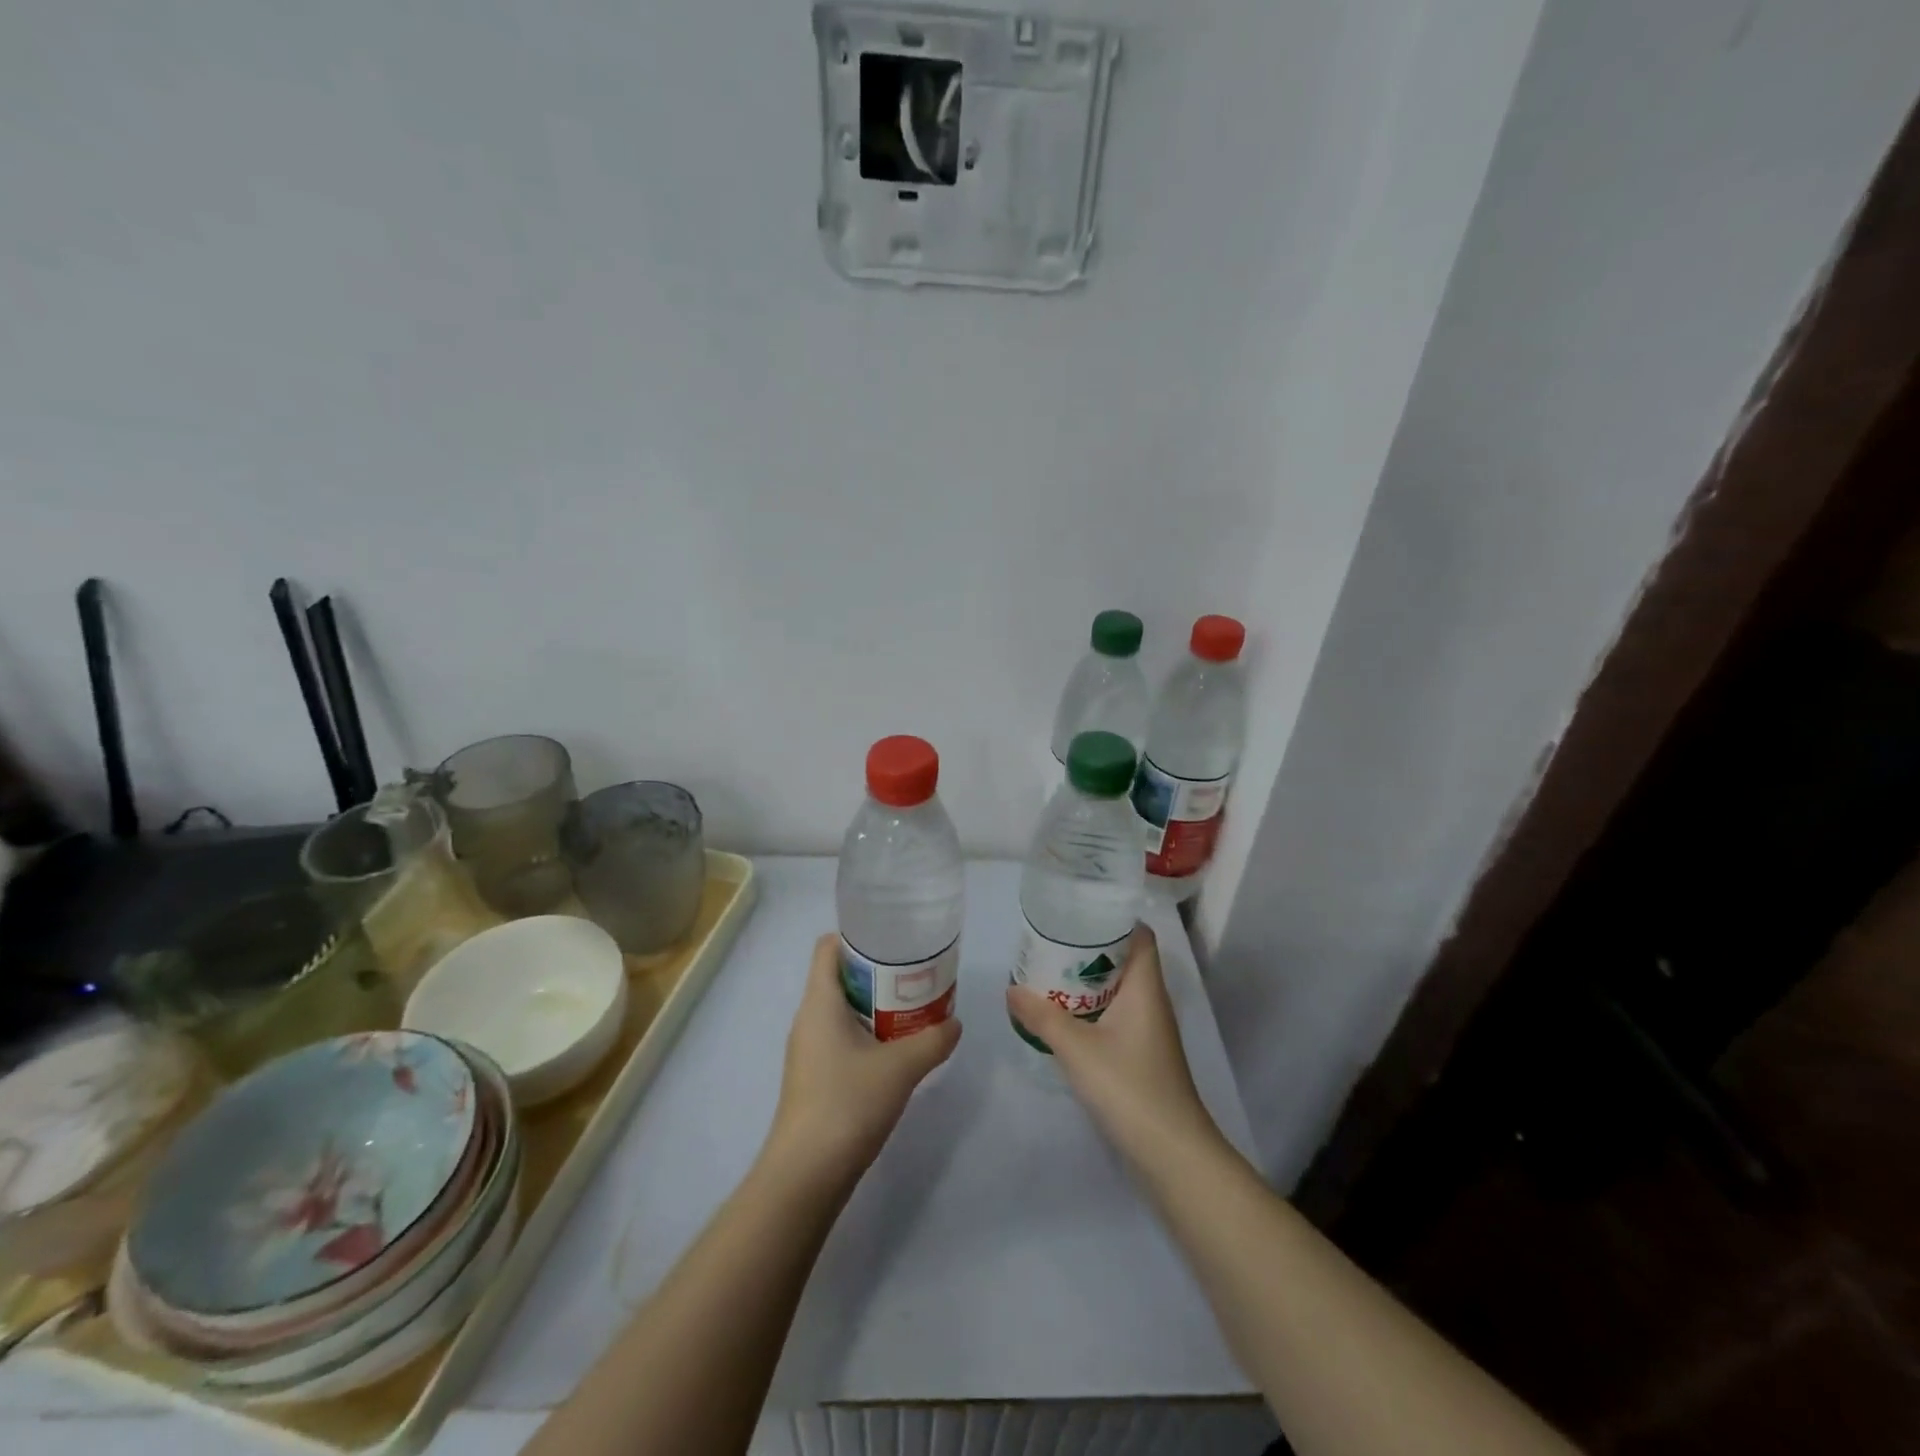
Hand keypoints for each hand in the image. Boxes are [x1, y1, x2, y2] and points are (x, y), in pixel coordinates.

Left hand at [768, 934, 961, 1182]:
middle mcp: (809, 1018)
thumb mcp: (901, 1068)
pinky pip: (843, 1037)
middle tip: (916, 974)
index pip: (829, 947)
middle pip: (840, 976)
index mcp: (820, 1002)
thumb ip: (933, 1040)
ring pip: (844, 1009)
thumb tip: (955, 1024)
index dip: (857, 935)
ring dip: (877, 1005)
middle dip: (878, 971)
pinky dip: (869, 1033)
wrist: (806, 1175)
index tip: (894, 939)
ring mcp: (810, 1050)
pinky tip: (897, 1049)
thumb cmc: (847, 1104)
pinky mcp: (815, 1076)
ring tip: (914, 1007)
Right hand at [1006, 924, 1221, 1165]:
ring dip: (1086, 981)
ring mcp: (1148, 1031)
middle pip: (1123, 960)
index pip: (1139, 935)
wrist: (1172, 1154)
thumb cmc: (1129, 1088)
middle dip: (1088, 949)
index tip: (1076, 911)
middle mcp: (1151, 1002)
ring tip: (1048, 974)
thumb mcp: (1077, 1048)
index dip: (1112, 918)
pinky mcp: (1141, 1056)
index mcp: (1145, 987)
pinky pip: (1114, 1016)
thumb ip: (1042, 1016)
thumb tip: (1011, 989)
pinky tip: (1062, 1018)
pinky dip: (1090, 1009)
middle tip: (1049, 942)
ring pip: (1117, 990)